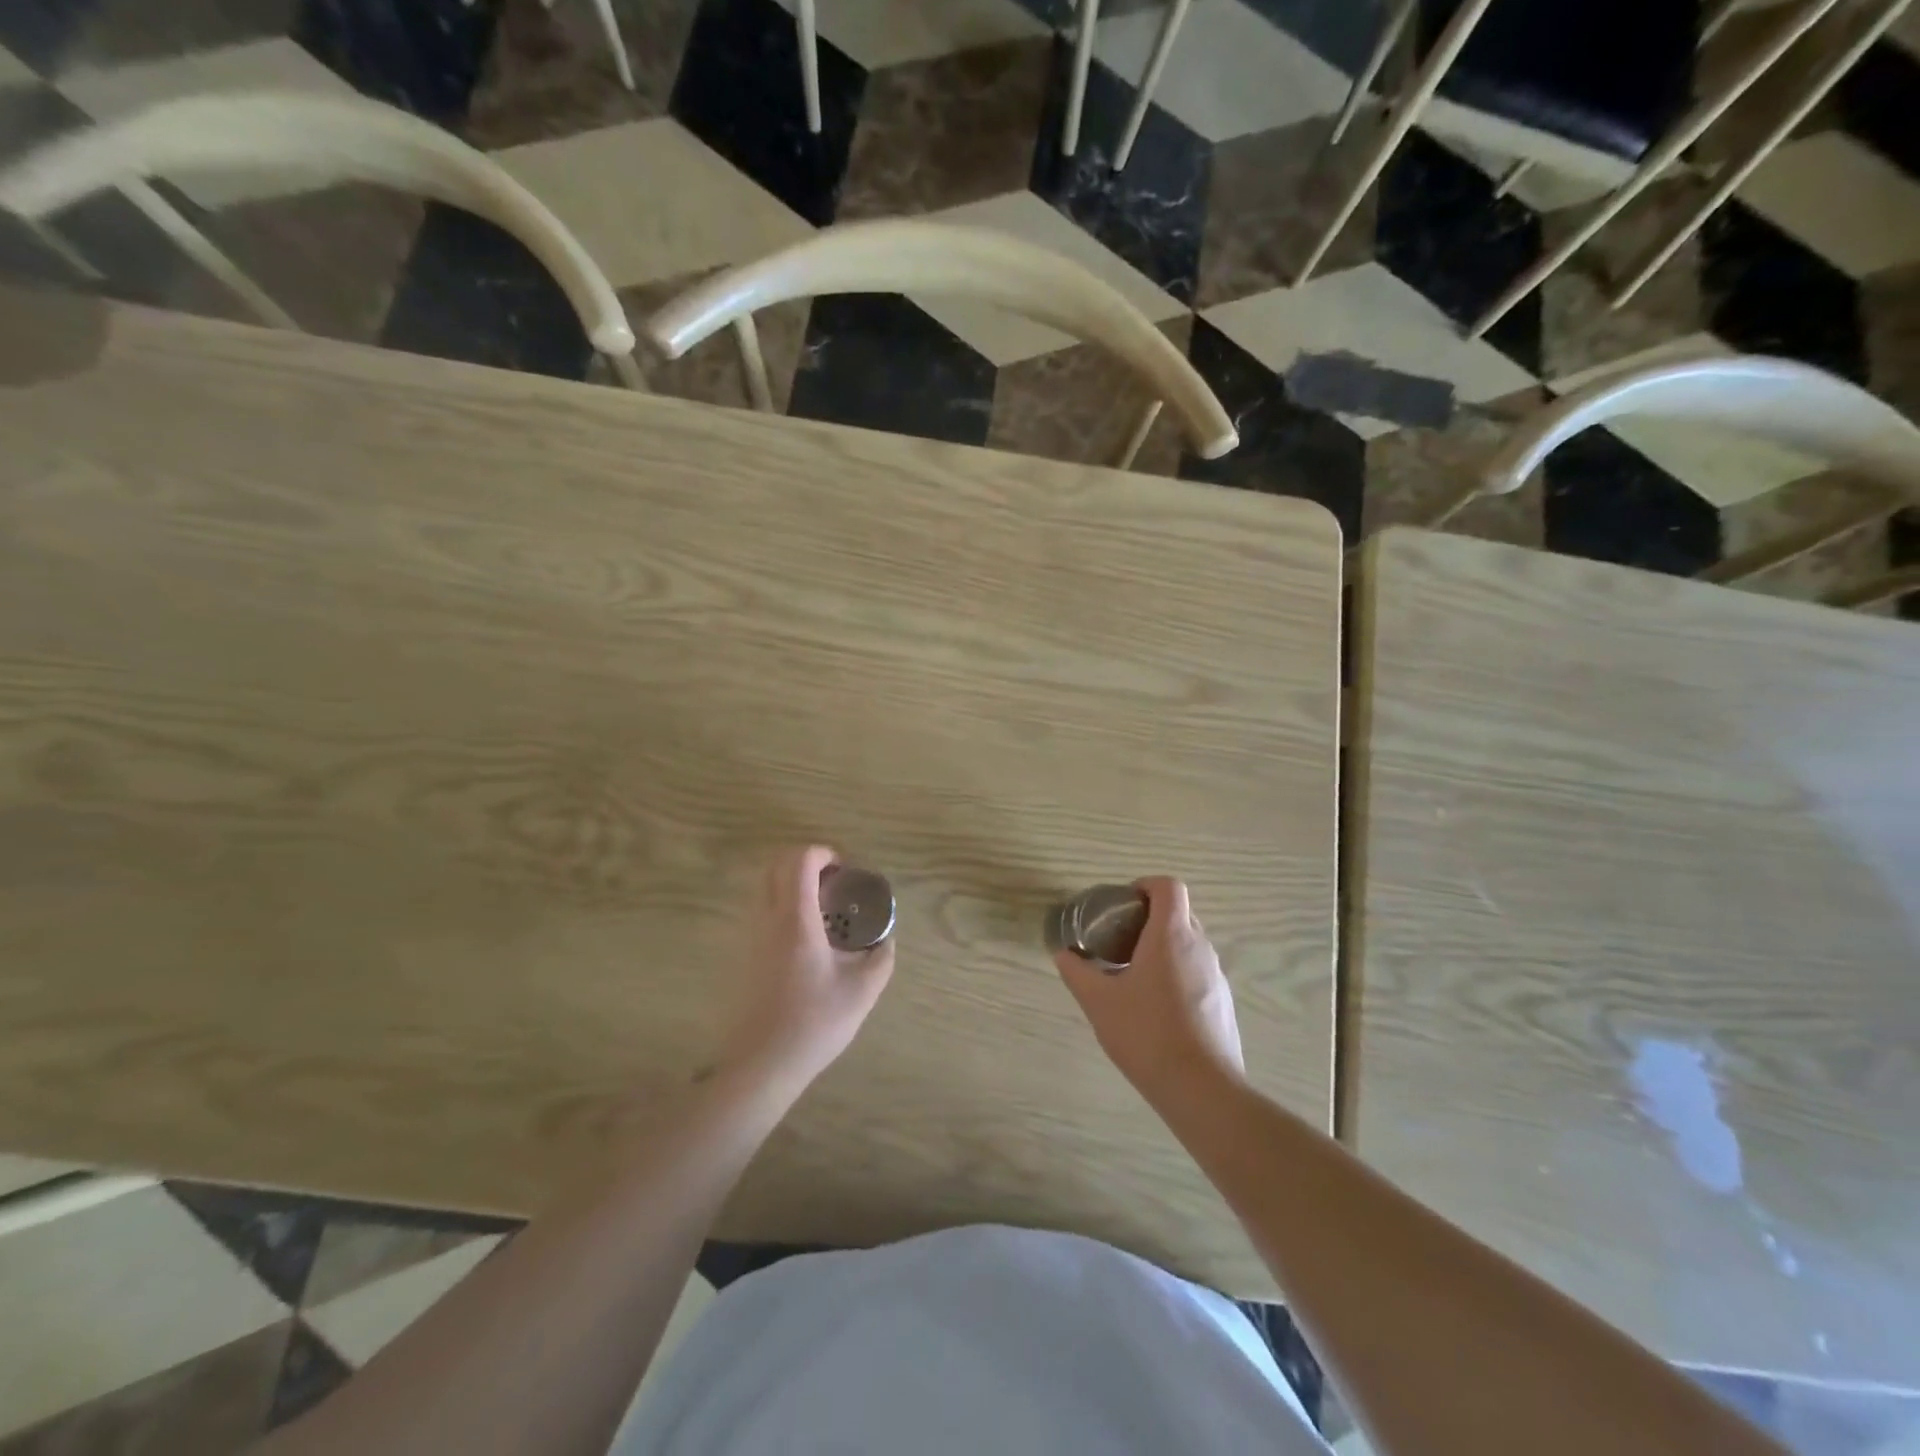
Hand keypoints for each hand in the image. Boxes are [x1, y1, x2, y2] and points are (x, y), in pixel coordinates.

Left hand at [716, 845, 894, 1096]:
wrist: (762, 1063)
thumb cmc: (814, 1022)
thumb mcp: (863, 990)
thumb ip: (880, 956)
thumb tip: (885, 938)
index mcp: (795, 920)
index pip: (799, 861)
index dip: (823, 853)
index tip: (846, 870)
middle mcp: (768, 919)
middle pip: (776, 864)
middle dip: (806, 860)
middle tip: (834, 880)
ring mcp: (751, 936)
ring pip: (764, 885)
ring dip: (792, 881)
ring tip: (824, 905)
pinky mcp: (746, 954)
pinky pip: (762, 908)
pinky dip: (783, 901)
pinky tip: (808, 933)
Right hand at [1054, 876, 1243, 1101]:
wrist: (1202, 1090)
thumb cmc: (1146, 1034)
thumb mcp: (1098, 1001)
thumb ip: (1077, 971)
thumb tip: (1063, 953)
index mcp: (1171, 935)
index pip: (1168, 886)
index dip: (1145, 885)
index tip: (1122, 904)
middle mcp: (1200, 947)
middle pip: (1179, 913)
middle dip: (1149, 918)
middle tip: (1119, 940)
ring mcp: (1216, 976)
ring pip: (1189, 945)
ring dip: (1163, 948)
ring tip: (1133, 976)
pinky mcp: (1223, 1003)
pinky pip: (1198, 972)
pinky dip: (1176, 974)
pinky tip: (1156, 1009)